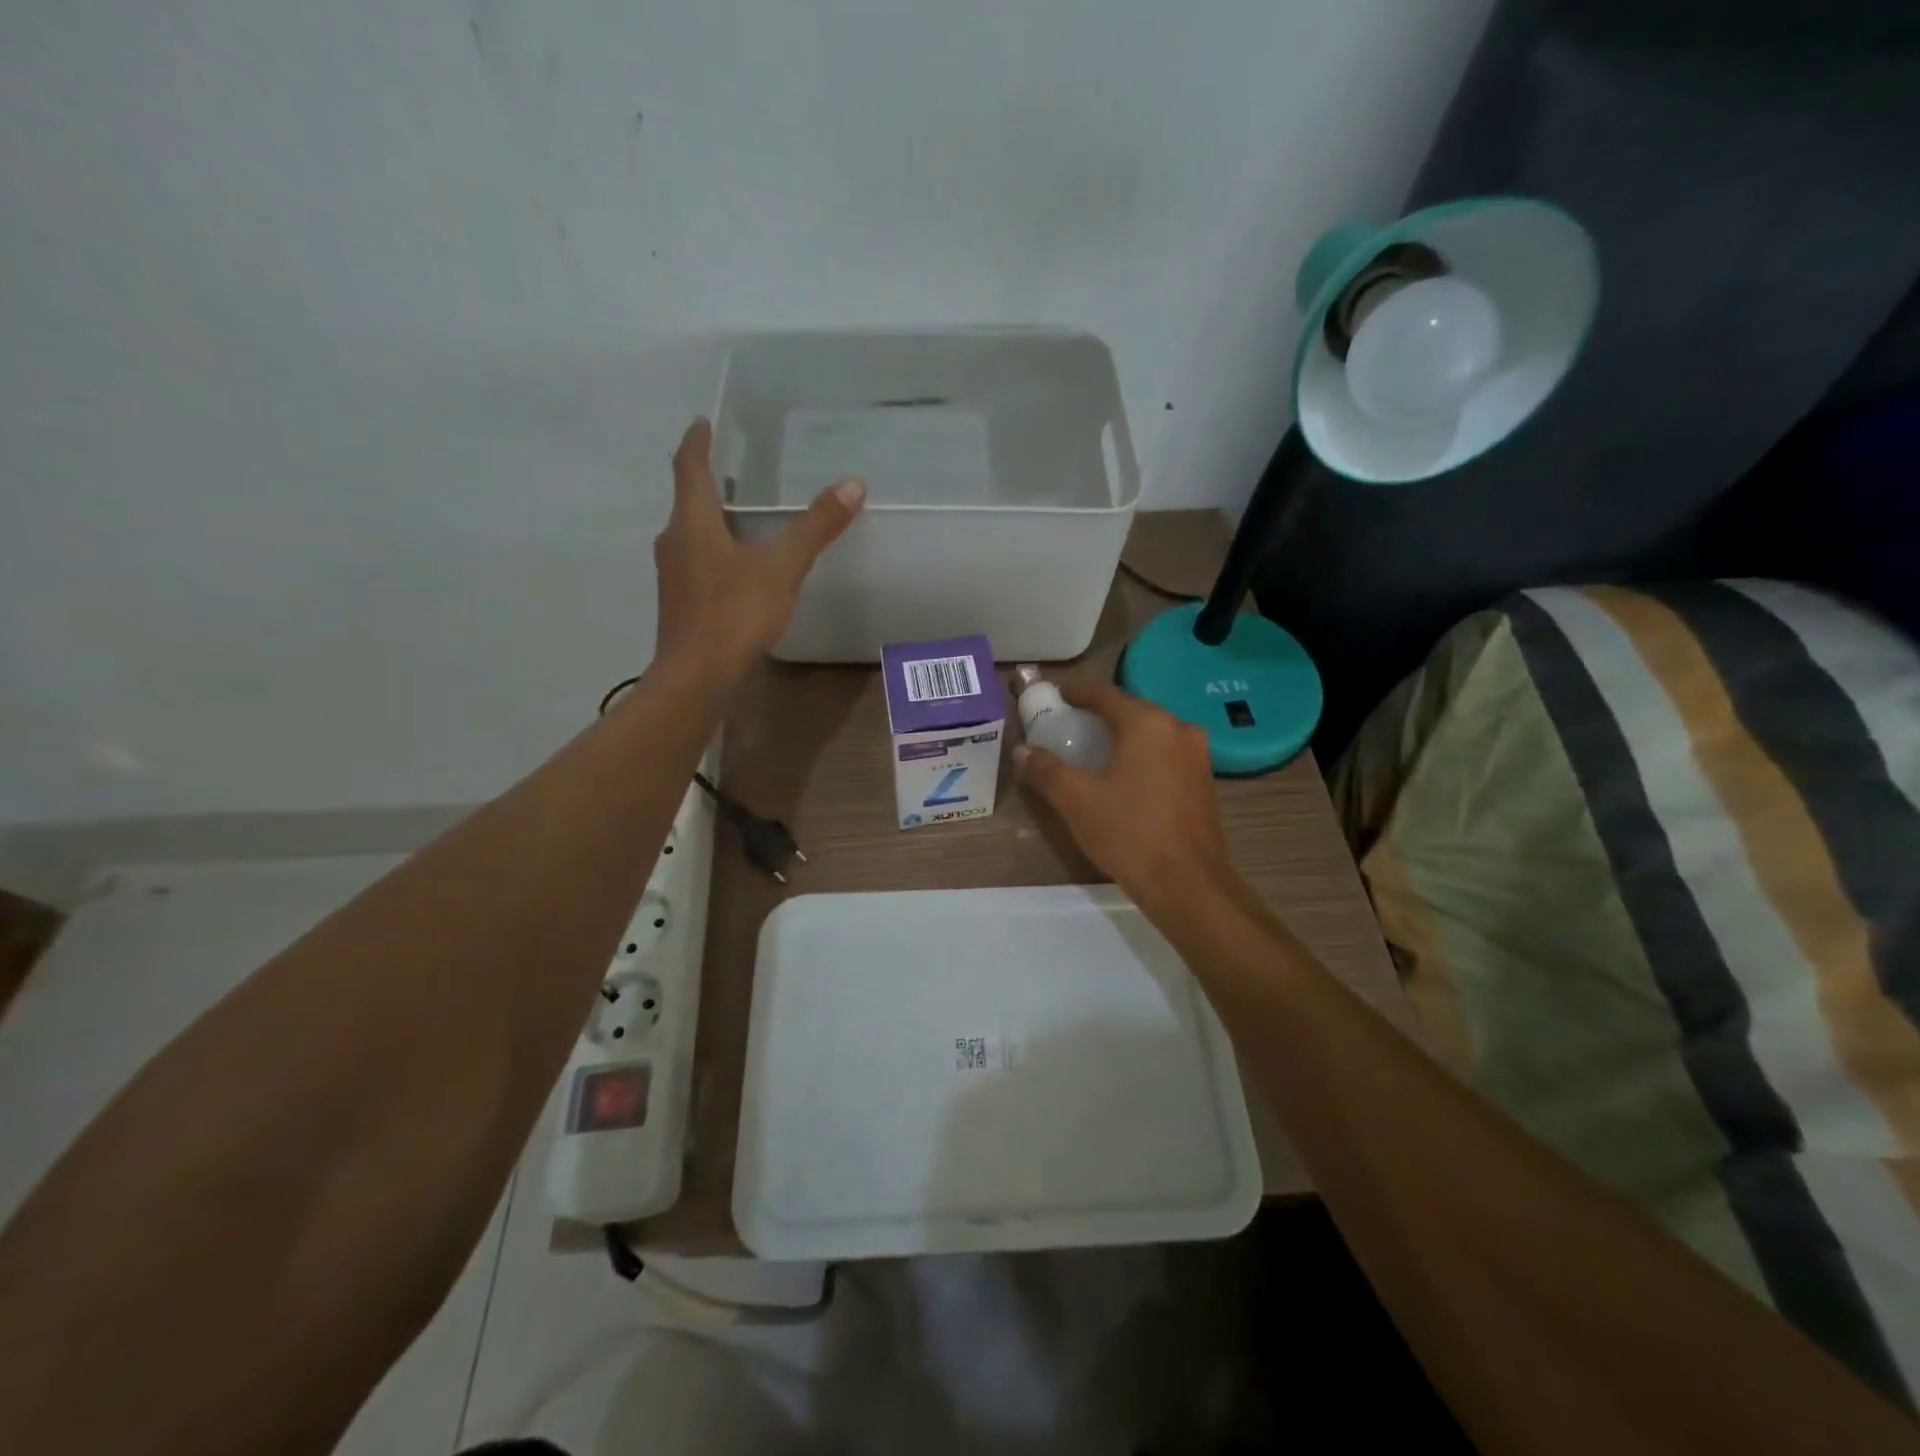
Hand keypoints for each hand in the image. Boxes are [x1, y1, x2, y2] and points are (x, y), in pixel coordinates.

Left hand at [653, 418, 865, 670]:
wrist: (697, 675)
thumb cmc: (735, 614)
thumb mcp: (782, 568)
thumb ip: (815, 528)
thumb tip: (853, 484)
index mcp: (693, 523)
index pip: (690, 468)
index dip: (697, 442)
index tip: (702, 422)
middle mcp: (675, 541)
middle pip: (687, 500)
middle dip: (705, 481)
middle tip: (728, 468)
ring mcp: (673, 574)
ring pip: (689, 533)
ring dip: (708, 517)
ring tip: (736, 513)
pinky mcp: (679, 602)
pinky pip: (694, 561)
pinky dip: (712, 549)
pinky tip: (734, 566)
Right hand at [1016, 682, 1231, 912]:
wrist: (1189, 885)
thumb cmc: (1129, 834)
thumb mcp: (1077, 801)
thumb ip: (1047, 770)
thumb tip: (1022, 751)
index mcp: (1147, 724)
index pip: (1104, 693)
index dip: (1076, 692)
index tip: (1055, 697)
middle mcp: (1178, 728)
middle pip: (1130, 710)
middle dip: (1099, 715)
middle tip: (1070, 727)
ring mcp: (1197, 755)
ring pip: (1151, 733)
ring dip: (1123, 736)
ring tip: (1094, 752)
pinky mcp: (1205, 781)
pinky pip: (1166, 755)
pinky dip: (1142, 756)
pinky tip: (1125, 777)